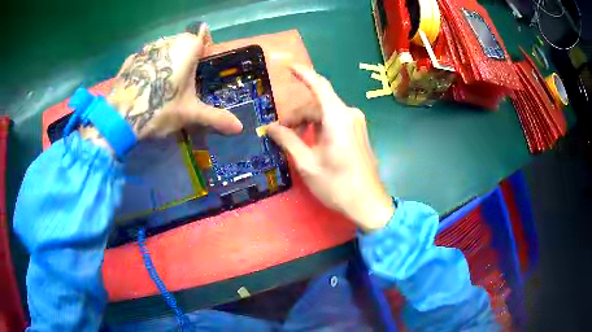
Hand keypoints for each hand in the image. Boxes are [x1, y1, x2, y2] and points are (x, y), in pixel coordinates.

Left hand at [81, 24, 241, 146]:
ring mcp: (146, 48)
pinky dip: (149, 67)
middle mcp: (167, 40)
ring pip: (163, 49)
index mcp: (186, 46)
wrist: (120, 119)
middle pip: (182, 43)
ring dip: (166, 62)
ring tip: (161, 87)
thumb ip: (215, 117)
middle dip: (185, 59)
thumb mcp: (190, 114)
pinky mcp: (130, 59)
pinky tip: (144, 86)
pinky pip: (146, 58)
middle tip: (181, 85)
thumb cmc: (160, 109)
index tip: (199, 72)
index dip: (204, 52)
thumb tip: (240, 128)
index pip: (203, 36)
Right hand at [268, 65, 393, 230]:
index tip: (288, 66)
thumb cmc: (337, 185)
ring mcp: (356, 123)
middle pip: (317, 104)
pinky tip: (311, 141)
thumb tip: (271, 128)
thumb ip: (288, 140)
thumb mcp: (307, 163)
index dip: (303, 73)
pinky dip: (319, 126)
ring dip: (308, 122)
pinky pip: (334, 121)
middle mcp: (349, 114)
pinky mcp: (358, 132)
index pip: (319, 85)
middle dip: (297, 115)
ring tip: (295, 140)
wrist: (368, 203)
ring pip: (325, 113)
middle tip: (281, 133)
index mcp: (337, 118)